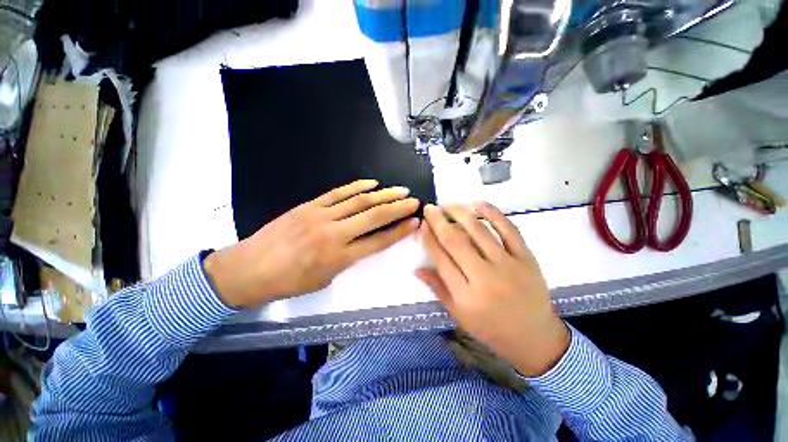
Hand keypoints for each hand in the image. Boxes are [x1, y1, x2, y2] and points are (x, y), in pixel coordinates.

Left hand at [204, 180, 419, 307]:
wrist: (249, 269)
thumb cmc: (289, 282)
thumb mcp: (325, 279)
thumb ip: (347, 258)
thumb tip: (363, 242)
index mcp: (339, 257)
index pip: (378, 241)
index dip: (399, 231)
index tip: (414, 223)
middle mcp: (334, 234)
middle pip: (373, 217)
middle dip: (398, 208)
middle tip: (414, 201)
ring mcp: (321, 216)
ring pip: (359, 201)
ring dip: (383, 195)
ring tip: (400, 190)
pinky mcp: (310, 205)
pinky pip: (338, 193)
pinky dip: (357, 186)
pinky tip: (372, 183)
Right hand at [416, 202, 569, 376]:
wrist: (534, 336)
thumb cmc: (490, 327)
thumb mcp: (458, 314)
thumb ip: (437, 288)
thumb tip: (416, 268)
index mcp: (466, 295)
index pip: (441, 259)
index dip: (429, 239)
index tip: (422, 225)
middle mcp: (485, 277)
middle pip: (456, 242)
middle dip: (439, 222)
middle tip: (430, 208)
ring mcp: (508, 265)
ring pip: (479, 231)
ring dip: (461, 213)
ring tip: (448, 204)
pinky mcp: (526, 258)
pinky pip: (509, 230)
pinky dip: (493, 214)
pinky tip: (478, 204)